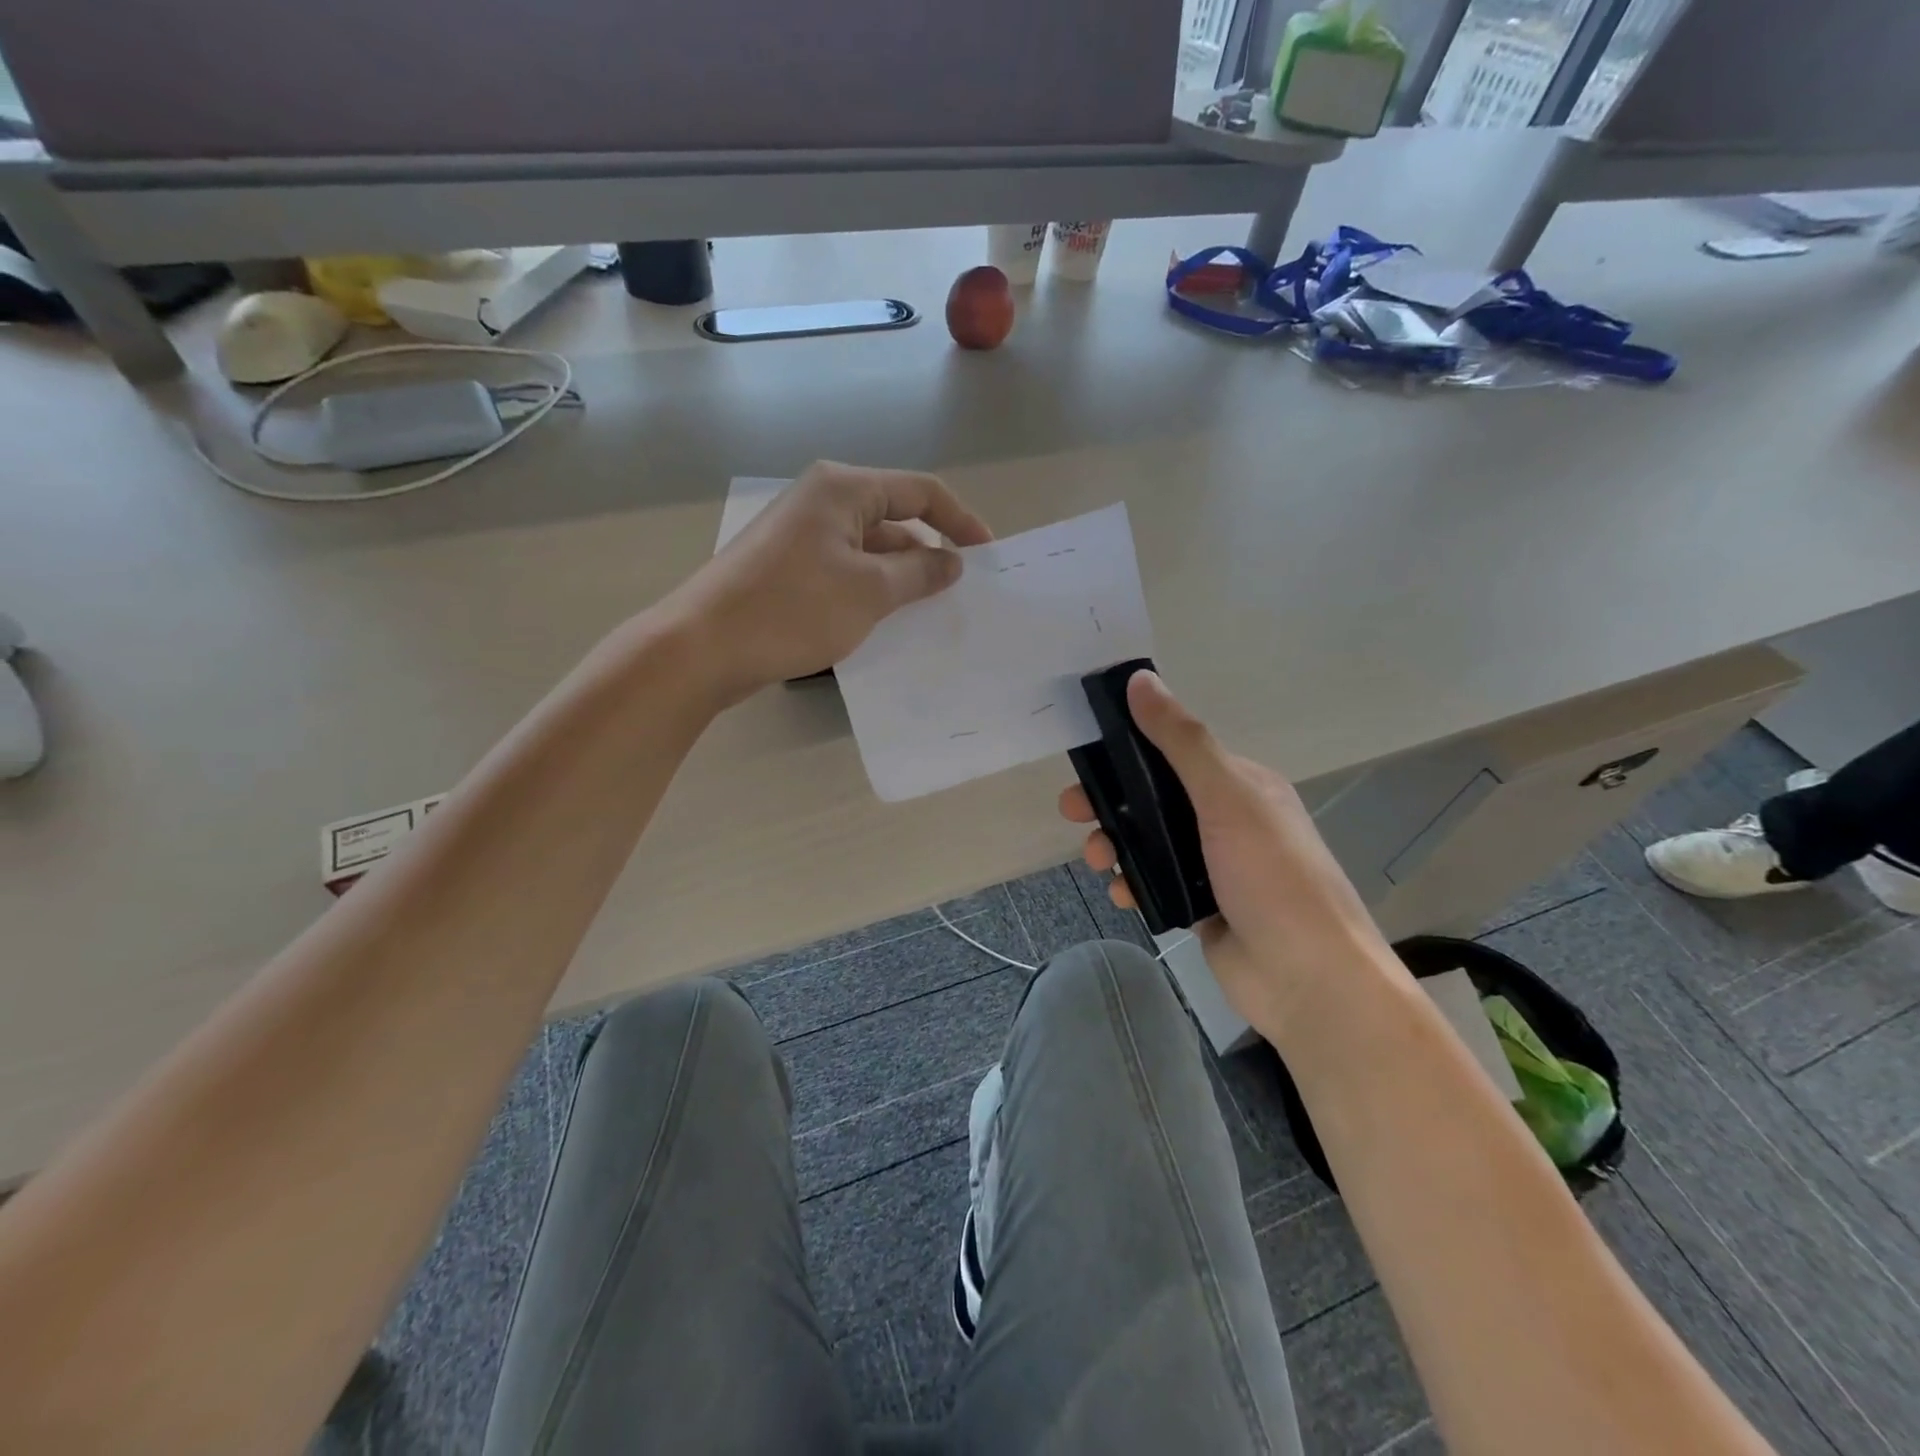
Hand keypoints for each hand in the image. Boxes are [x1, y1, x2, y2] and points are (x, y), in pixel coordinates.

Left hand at [668, 462, 992, 700]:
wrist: (702, 647)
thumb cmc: (793, 610)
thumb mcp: (870, 592)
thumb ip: (919, 572)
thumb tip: (951, 561)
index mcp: (843, 489)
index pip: (920, 491)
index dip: (961, 521)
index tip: (990, 555)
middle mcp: (821, 501)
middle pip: (894, 518)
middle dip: (930, 553)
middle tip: (961, 594)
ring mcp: (801, 535)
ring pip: (869, 550)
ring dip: (901, 578)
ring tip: (930, 615)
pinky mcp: (787, 568)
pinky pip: (845, 571)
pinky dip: (871, 591)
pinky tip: (886, 623)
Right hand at [1059, 671, 1394, 1035]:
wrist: (1309, 982)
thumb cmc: (1273, 878)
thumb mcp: (1227, 798)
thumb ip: (1182, 741)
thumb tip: (1141, 679)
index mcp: (1240, 784)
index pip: (1175, 751)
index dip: (1130, 749)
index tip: (1089, 753)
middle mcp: (1226, 820)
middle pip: (1154, 798)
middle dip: (1112, 802)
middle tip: (1074, 810)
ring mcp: (1212, 865)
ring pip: (1148, 841)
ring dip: (1116, 843)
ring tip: (1099, 859)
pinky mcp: (1199, 905)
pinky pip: (1153, 881)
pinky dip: (1132, 882)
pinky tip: (1123, 893)